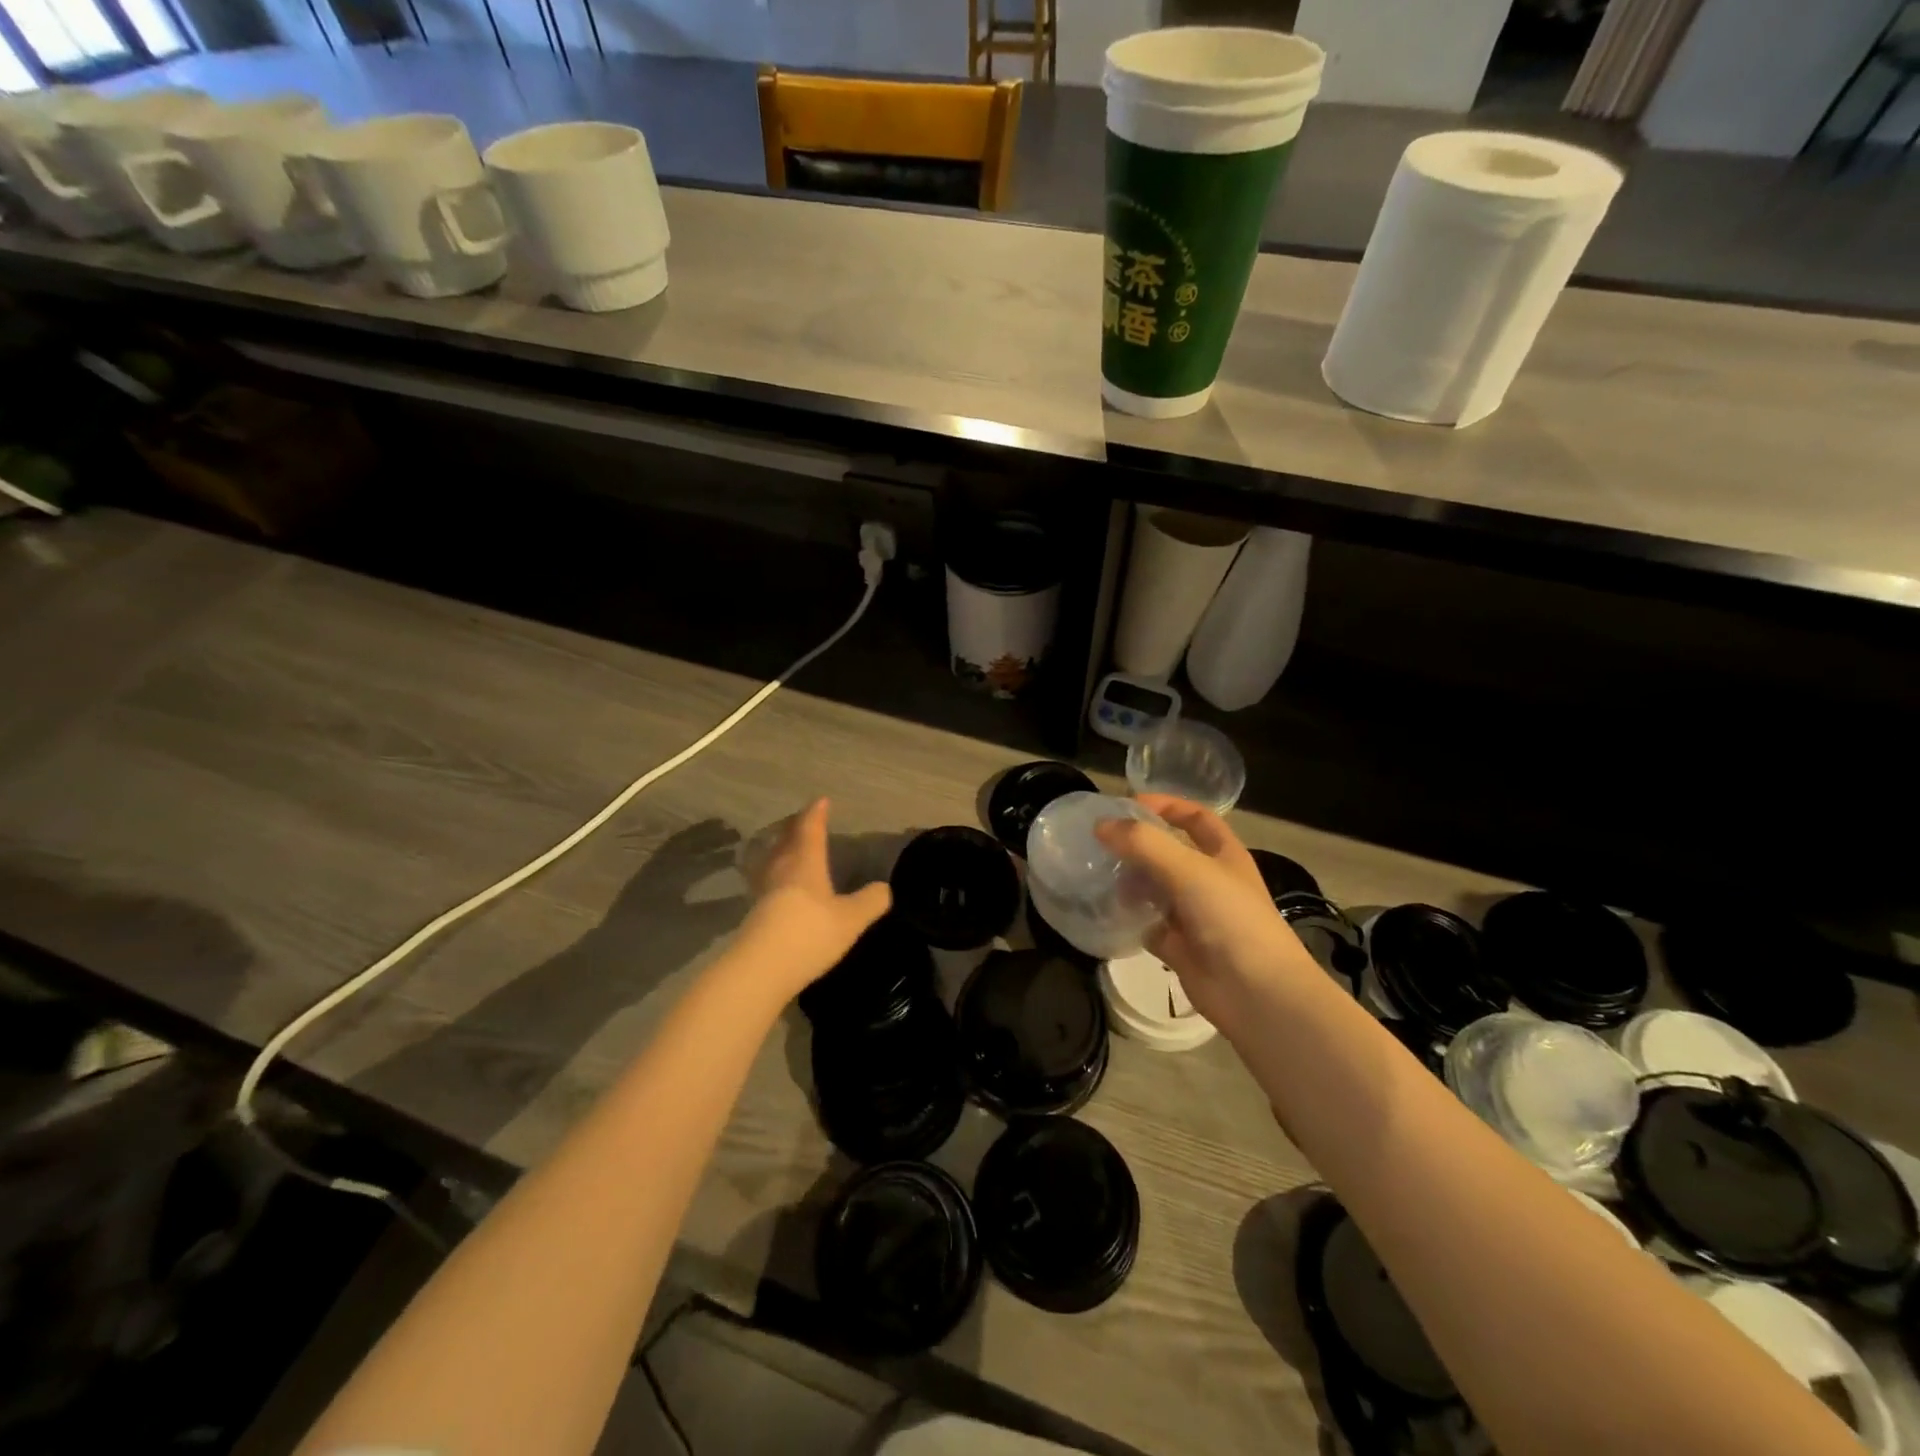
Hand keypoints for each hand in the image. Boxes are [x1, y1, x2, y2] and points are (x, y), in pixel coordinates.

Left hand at [735, 798, 890, 1002]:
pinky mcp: (754, 911)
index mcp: (806, 862)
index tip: (821, 800)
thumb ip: (870, 902)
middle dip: (796, 826)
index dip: (816, 813)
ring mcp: (764, 890)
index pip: (811, 829)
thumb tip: (885, 888)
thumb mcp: (851, 920)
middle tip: (803, 818)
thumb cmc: (809, 934)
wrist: (760, 969)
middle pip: (786, 839)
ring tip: (787, 844)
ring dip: (780, 846)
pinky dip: (773, 870)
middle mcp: (782, 869)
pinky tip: (777, 883)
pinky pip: (765, 878)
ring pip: (772, 858)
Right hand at [1096, 795, 1320, 1031]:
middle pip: (1169, 853)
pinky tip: (1105, 910)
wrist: (1257, 993)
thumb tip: (1101, 825)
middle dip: (1138, 845)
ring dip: (1129, 881)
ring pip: (1154, 889)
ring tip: (1098, 876)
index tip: (1128, 804)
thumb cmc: (1230, 918)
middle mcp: (1209, 881)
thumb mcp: (1188, 869)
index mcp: (1224, 855)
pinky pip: (1147, 924)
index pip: (1196, 818)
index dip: (1166, 806)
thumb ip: (1143, 843)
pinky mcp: (1178, 946)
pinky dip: (1128, 917)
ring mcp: (1194, 915)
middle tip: (1100, 842)